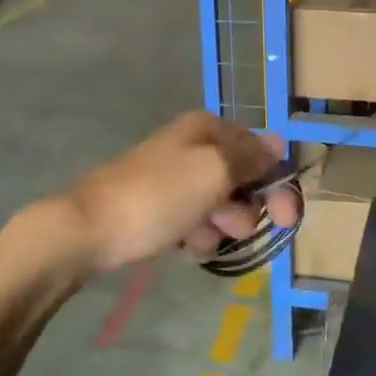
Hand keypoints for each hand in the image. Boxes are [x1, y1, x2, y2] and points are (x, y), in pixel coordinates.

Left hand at [58, 112, 300, 275]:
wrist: (88, 231)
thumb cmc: (158, 196)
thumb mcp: (214, 170)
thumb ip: (251, 156)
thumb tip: (278, 141)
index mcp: (208, 129)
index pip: (261, 151)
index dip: (278, 185)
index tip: (287, 218)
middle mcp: (194, 148)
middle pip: (243, 182)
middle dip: (242, 210)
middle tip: (230, 228)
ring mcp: (176, 180)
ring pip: (220, 208)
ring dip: (216, 228)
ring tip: (193, 237)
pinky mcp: (161, 210)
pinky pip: (195, 224)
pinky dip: (194, 237)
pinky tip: (179, 246)